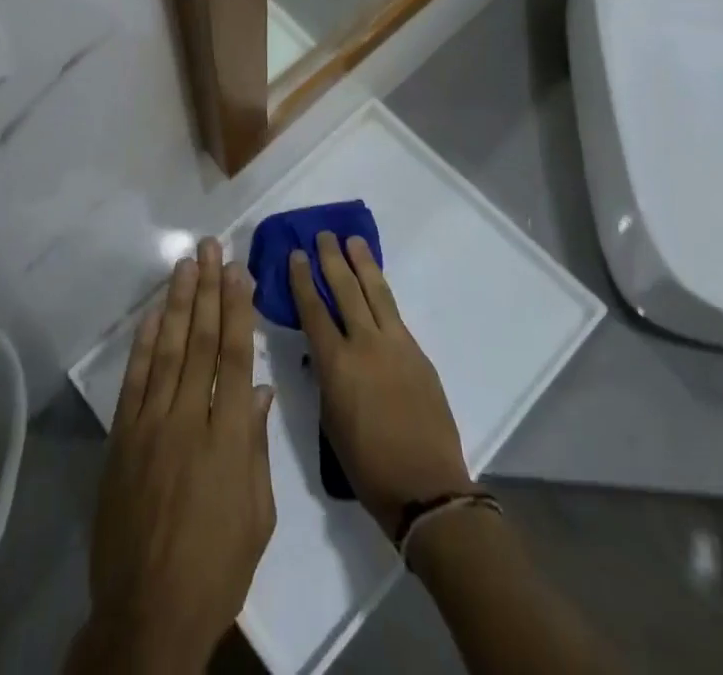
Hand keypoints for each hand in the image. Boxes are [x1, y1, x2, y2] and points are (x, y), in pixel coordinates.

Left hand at [72, 238, 275, 674]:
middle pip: (201, 341)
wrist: (147, 614)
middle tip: (211, 248)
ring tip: (186, 264)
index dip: (238, 308)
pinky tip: (154, 315)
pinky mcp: (122, 439)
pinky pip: (135, 380)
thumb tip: (260, 389)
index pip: (235, 356)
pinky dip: (145, 344)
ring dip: (178, 303)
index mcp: (229, 437)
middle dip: (208, 289)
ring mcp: (151, 426)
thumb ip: (256, 445)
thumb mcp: (257, 514)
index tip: (239, 271)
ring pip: (168, 350)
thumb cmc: (216, 568)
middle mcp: (189, 419)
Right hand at [290, 231, 474, 538]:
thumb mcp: (331, 424)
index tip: (295, 255)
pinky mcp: (417, 352)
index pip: (314, 311)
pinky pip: (394, 312)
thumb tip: (325, 356)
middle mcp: (365, 344)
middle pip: (345, 290)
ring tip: (352, 240)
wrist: (427, 487)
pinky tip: (377, 282)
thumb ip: (327, 381)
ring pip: (375, 292)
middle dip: (331, 260)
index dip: (302, 281)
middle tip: (323, 235)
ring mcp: (395, 344)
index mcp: (337, 366)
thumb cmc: (369, 467)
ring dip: (362, 263)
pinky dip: (381, 291)